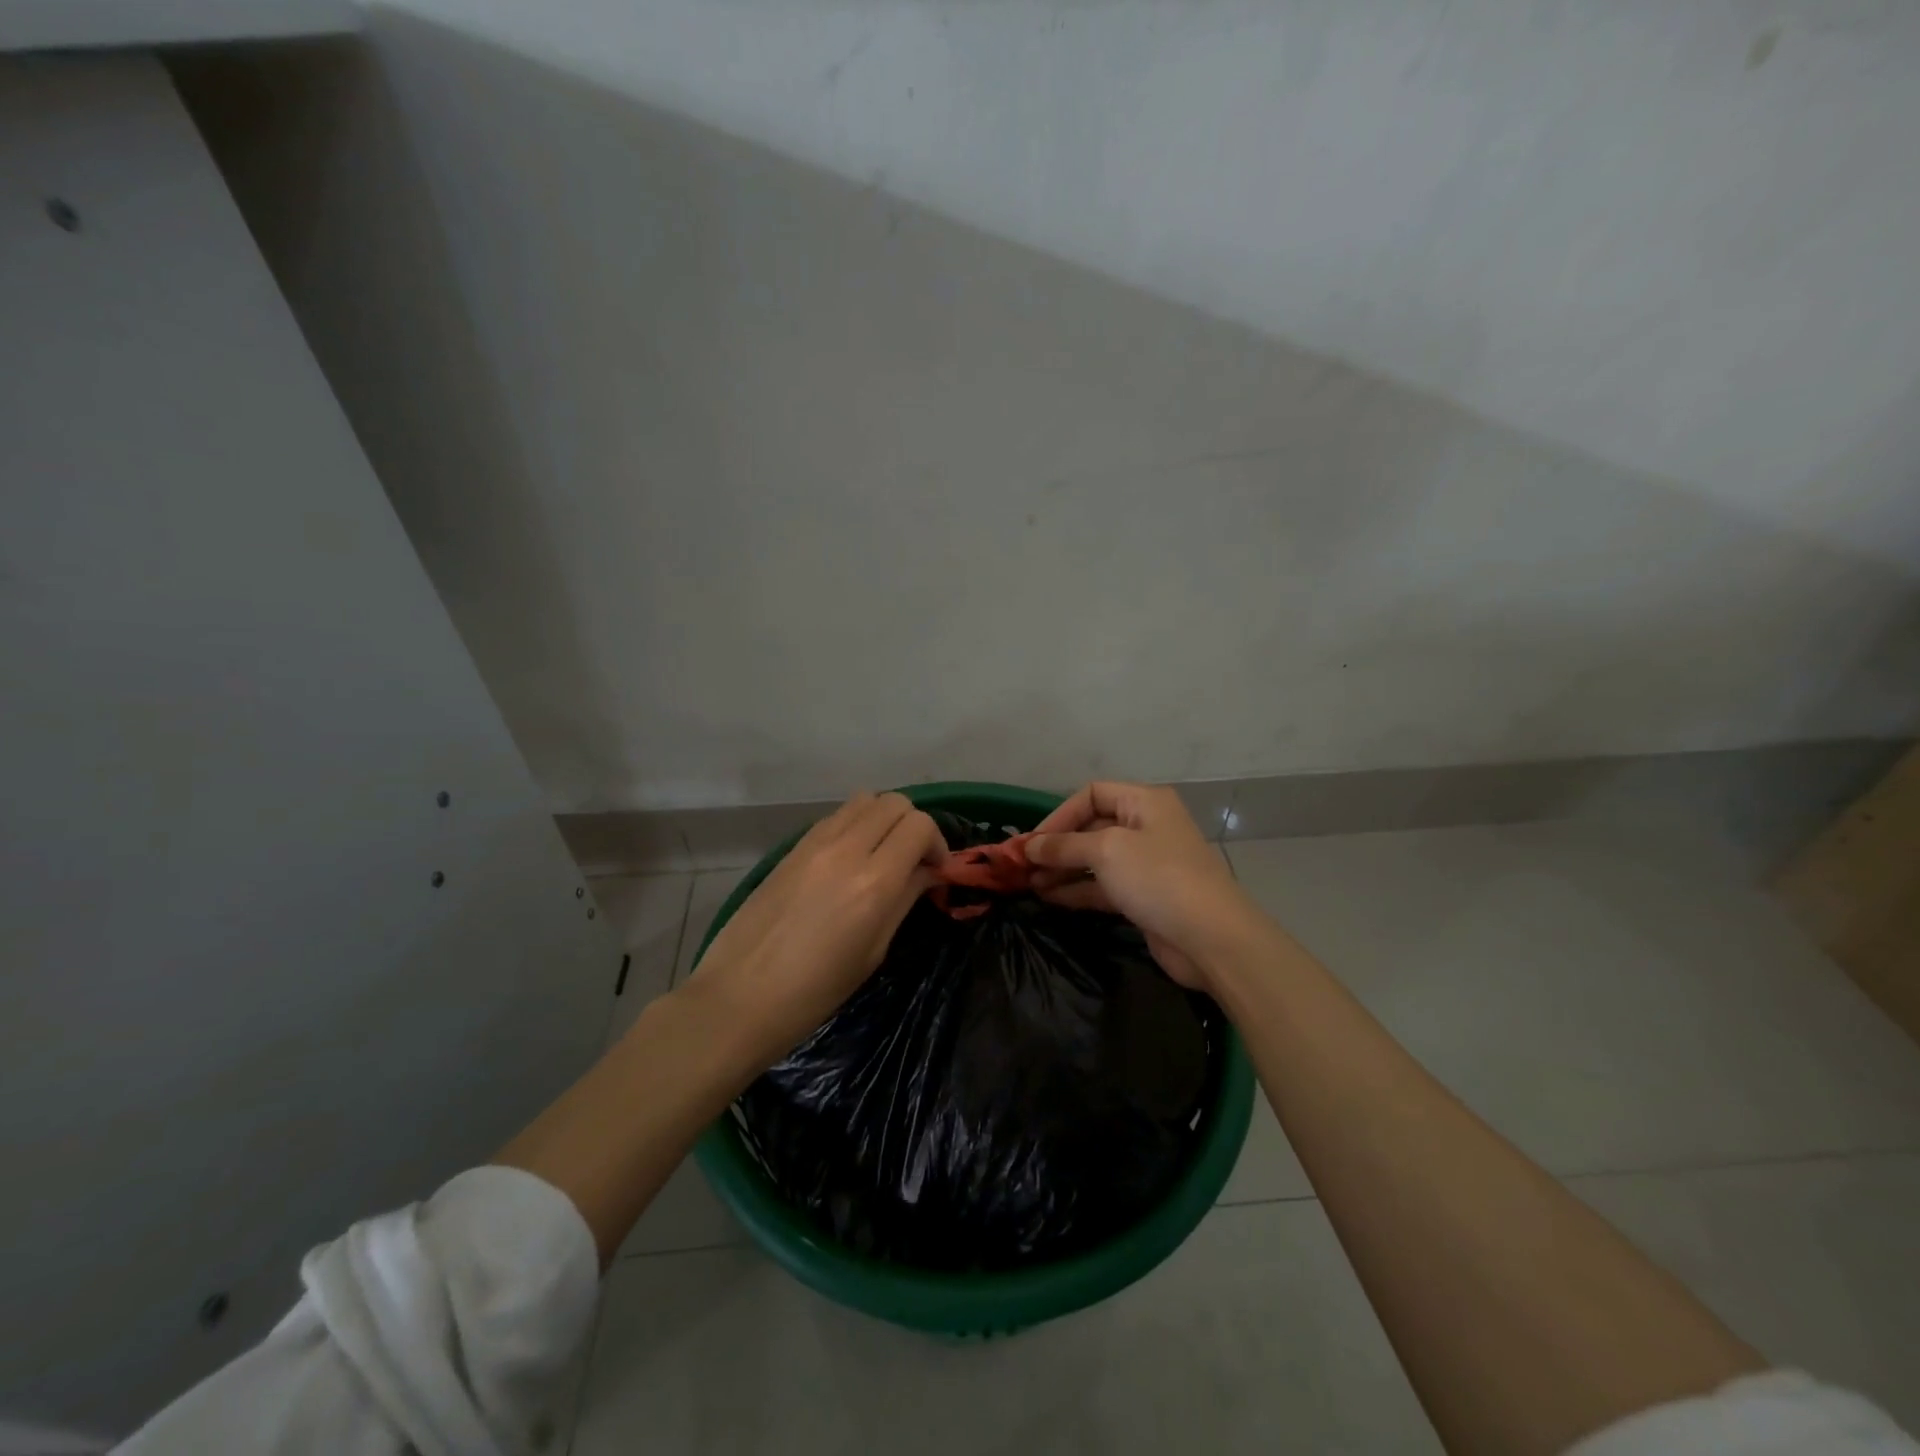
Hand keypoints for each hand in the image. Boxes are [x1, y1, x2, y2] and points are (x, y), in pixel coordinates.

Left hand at [687, 792, 947, 1065]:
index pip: (920, 825)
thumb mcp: (873, 951)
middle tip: (911, 860)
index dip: (936, 843)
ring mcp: (814, 843)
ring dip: (883, 819)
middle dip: (913, 825)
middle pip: (895, 802)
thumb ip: (904, 899)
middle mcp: (846, 849)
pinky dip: (854, 825)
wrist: (738, 997)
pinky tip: (849, 859)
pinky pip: (836, 816)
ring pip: (865, 800)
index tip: (933, 870)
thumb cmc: (815, 991)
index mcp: (873, 882)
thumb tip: (927, 871)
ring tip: (881, 853)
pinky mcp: (792, 846)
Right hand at [1026, 781, 1263, 991]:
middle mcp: (1146, 827)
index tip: (1032, 841)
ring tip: (1028, 884)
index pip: (1092, 794)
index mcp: (1144, 802)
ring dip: (1062, 870)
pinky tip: (1049, 899)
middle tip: (1022, 865)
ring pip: (1095, 860)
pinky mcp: (1144, 897)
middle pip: (1091, 827)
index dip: (1059, 814)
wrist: (1211, 938)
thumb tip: (1029, 846)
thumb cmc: (1158, 877)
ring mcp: (1146, 864)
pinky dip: (1077, 890)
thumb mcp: (1106, 851)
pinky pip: (1103, 886)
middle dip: (1057, 845)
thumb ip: (1064, 845)